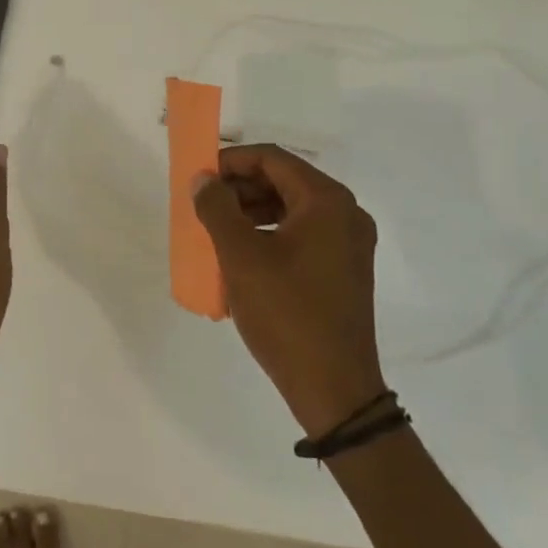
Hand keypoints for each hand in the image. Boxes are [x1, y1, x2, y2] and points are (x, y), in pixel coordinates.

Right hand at [191, 145, 385, 435]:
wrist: (334, 388)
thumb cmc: (286, 313)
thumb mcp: (240, 256)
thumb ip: (216, 208)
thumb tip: (203, 179)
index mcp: (326, 202)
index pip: (272, 159)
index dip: (231, 161)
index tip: (198, 176)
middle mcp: (345, 214)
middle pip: (284, 181)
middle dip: (239, 187)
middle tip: (203, 203)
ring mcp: (349, 244)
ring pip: (292, 208)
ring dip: (251, 210)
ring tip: (216, 229)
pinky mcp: (344, 270)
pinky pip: (302, 234)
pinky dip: (269, 233)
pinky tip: (241, 255)